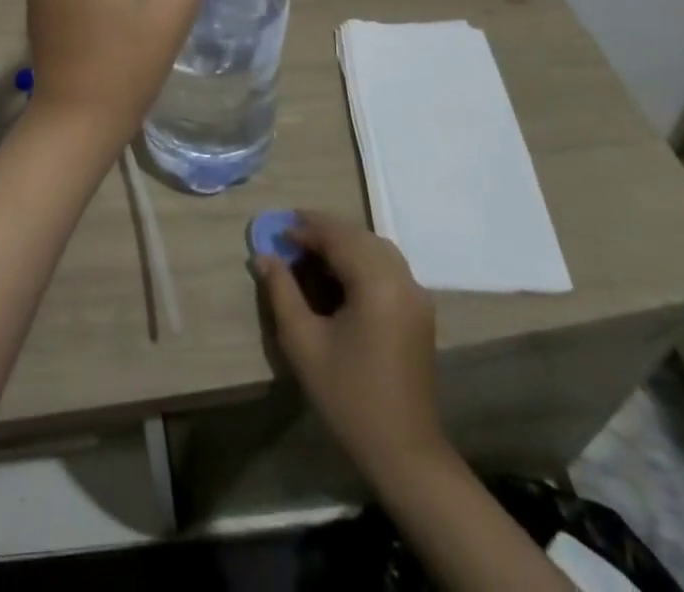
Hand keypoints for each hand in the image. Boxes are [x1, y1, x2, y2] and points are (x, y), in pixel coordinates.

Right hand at [256, 211, 449, 479]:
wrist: (404, 453)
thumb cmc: (348, 397)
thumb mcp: (303, 343)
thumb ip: (281, 291)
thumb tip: (264, 256)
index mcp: (377, 283)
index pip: (338, 237)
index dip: (305, 230)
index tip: (277, 234)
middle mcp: (402, 280)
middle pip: (359, 236)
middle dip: (324, 231)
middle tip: (290, 236)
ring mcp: (416, 295)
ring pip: (375, 248)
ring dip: (344, 242)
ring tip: (310, 250)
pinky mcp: (419, 311)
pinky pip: (387, 267)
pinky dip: (361, 258)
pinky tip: (338, 274)